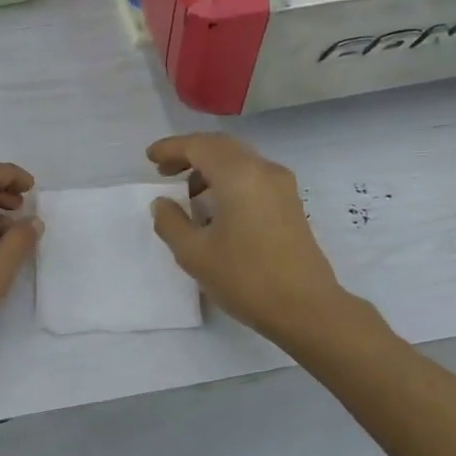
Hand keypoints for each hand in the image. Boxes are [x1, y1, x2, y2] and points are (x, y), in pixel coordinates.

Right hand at [148, 133, 375, 348]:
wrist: (305, 308)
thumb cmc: (245, 278)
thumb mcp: (194, 254)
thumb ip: (171, 222)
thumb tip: (162, 203)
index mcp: (238, 175)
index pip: (199, 146)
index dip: (171, 148)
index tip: (149, 158)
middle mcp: (263, 170)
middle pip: (221, 147)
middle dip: (190, 153)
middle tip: (164, 170)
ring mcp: (282, 186)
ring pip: (239, 160)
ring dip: (210, 167)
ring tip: (188, 194)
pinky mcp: (290, 203)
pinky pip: (253, 176)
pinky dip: (229, 180)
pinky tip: (216, 208)